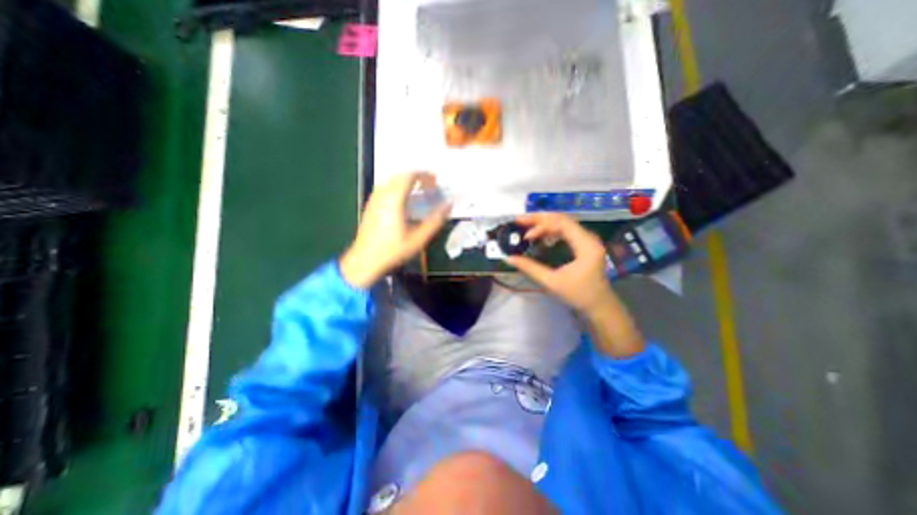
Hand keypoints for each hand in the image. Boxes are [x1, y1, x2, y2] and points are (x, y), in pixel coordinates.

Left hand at [337, 171, 450, 286]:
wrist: (365, 261)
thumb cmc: (393, 250)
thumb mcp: (418, 239)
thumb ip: (435, 221)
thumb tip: (449, 205)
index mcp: (394, 199)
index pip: (410, 176)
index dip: (425, 175)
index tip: (436, 181)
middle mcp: (382, 194)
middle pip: (400, 175)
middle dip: (417, 176)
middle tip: (430, 186)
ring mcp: (374, 199)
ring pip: (392, 180)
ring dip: (407, 181)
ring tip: (419, 191)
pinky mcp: (371, 205)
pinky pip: (385, 188)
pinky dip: (398, 187)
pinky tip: (404, 201)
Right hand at [500, 212, 615, 315]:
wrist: (600, 306)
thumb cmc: (579, 295)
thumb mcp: (552, 282)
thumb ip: (530, 268)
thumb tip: (509, 259)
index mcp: (585, 244)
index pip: (561, 223)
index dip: (540, 225)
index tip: (525, 236)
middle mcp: (588, 237)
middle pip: (562, 219)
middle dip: (539, 219)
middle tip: (519, 220)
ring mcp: (587, 240)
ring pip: (563, 223)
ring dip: (544, 223)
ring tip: (526, 225)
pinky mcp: (584, 244)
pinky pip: (565, 230)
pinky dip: (550, 230)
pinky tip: (540, 235)